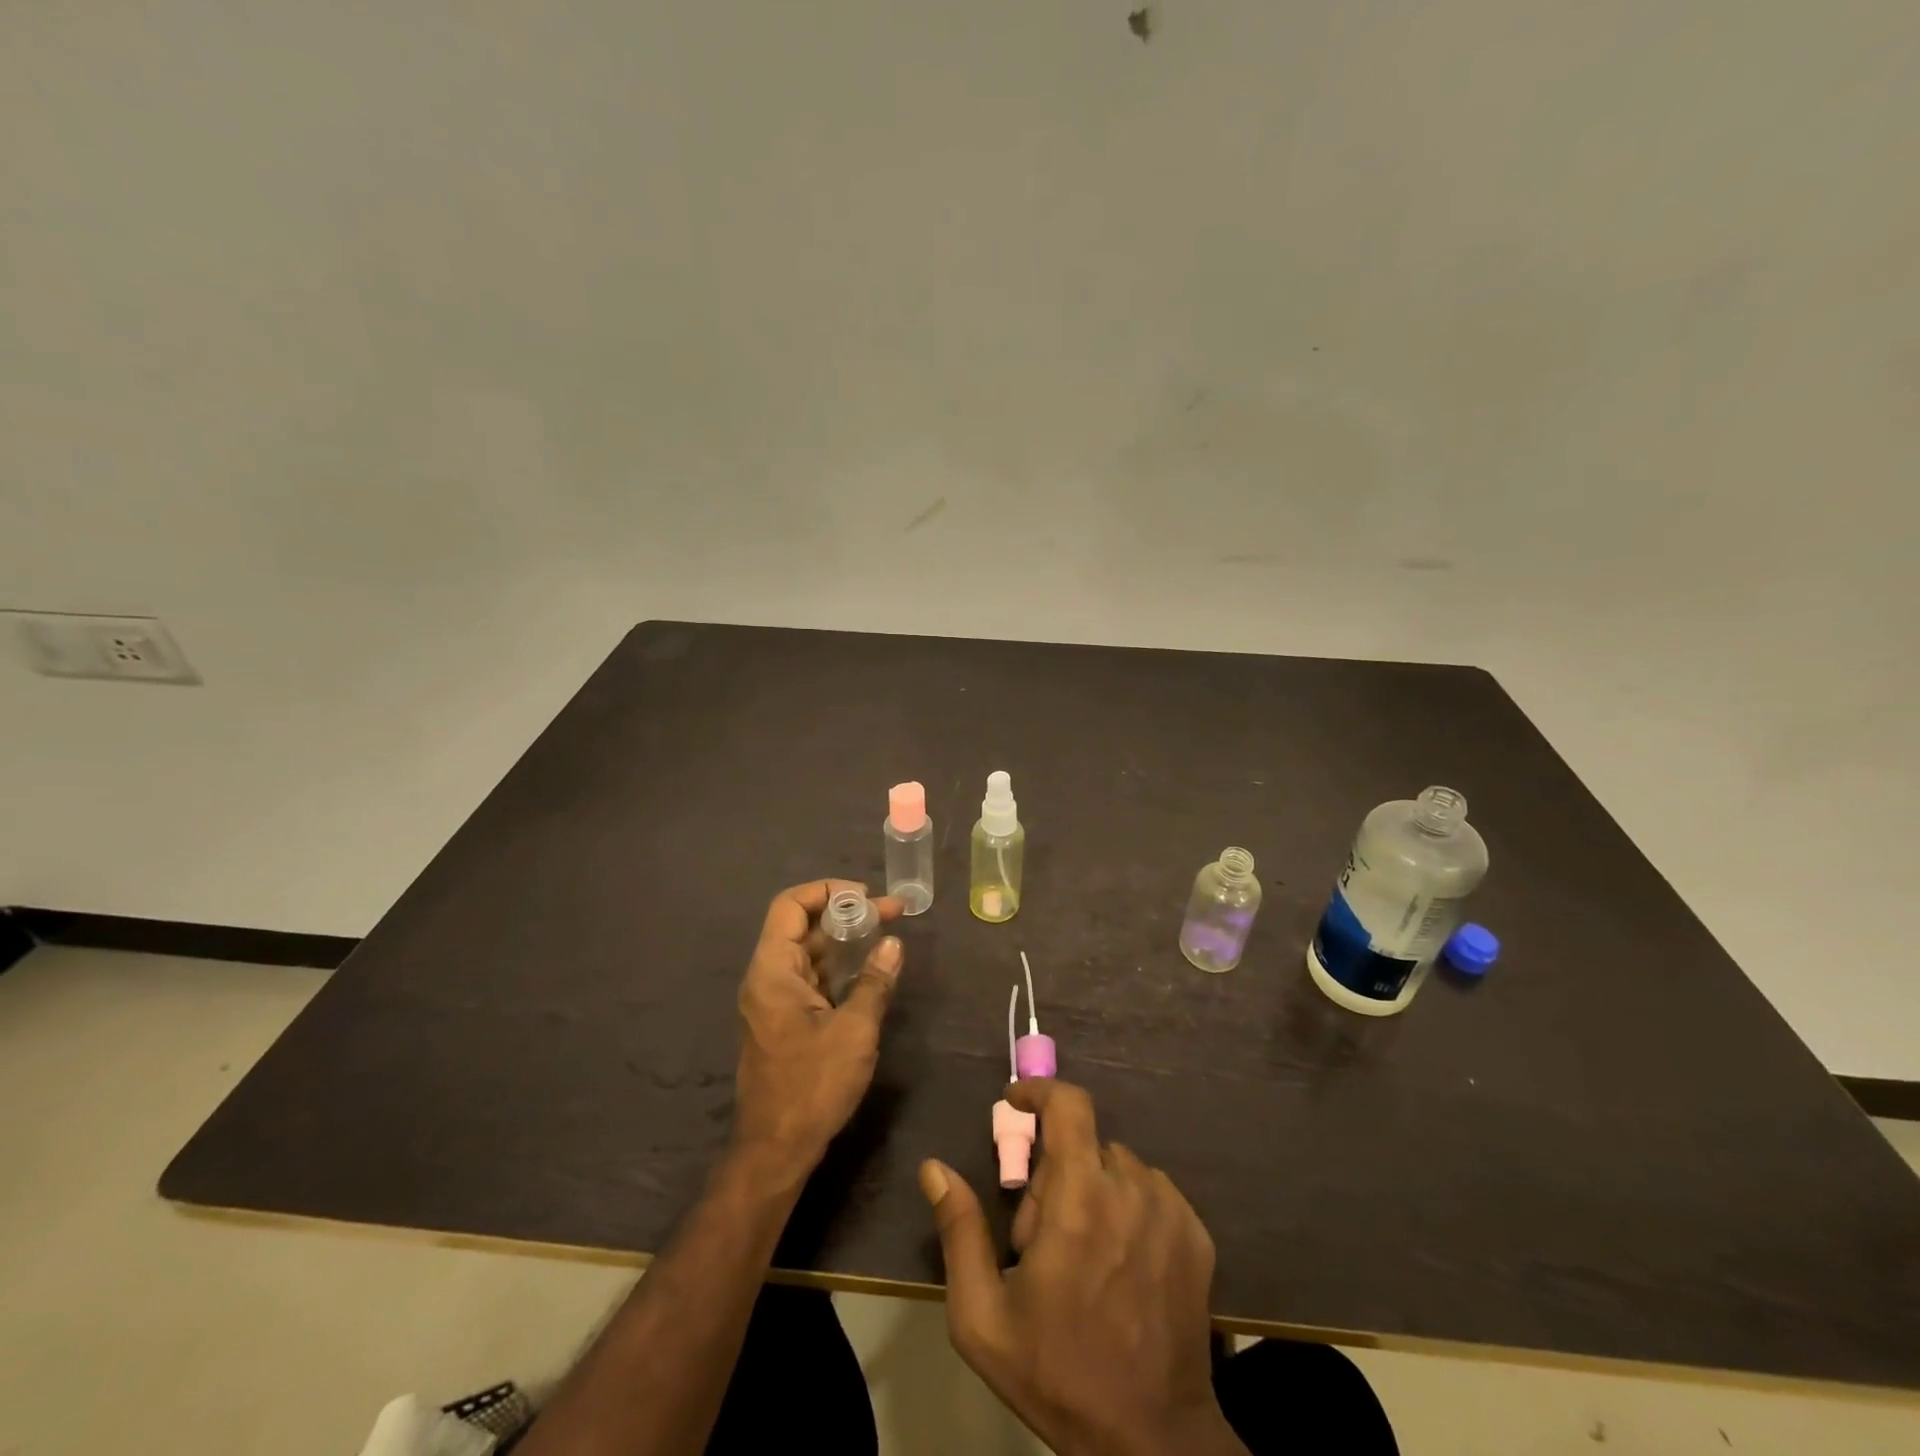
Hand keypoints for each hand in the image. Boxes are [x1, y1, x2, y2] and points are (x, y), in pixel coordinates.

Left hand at [731, 880, 902, 1188]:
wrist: (777, 1149)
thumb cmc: (812, 1086)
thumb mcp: (854, 1030)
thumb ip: (874, 982)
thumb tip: (893, 944)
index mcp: (773, 970)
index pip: (790, 906)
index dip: (827, 891)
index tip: (867, 897)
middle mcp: (767, 977)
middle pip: (802, 926)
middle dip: (847, 914)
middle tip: (892, 913)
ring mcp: (774, 1000)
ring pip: (809, 953)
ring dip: (845, 940)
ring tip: (887, 934)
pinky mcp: (785, 1020)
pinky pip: (811, 978)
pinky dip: (839, 966)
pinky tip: (869, 970)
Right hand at [919, 1080, 1246, 1455]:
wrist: (1153, 1443)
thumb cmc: (1058, 1375)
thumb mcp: (984, 1317)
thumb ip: (959, 1231)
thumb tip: (934, 1168)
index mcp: (1080, 1197)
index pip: (1068, 1104)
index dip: (1039, 1091)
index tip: (1016, 1105)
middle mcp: (1130, 1187)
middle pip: (1083, 1145)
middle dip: (1055, 1175)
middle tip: (1041, 1238)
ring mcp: (1171, 1209)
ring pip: (1117, 1168)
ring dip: (1092, 1191)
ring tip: (1083, 1257)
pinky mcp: (1197, 1233)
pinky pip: (1151, 1192)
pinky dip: (1128, 1208)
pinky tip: (1120, 1264)